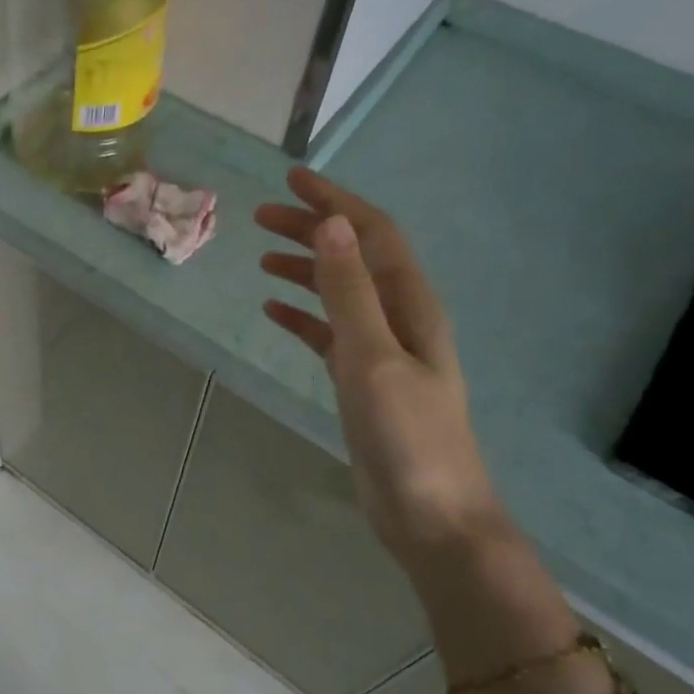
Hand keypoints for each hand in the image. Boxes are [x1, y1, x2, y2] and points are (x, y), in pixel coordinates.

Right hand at [257, 168, 500, 563]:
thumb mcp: (373, 358)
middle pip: (354, 258)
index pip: (372, 235)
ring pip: (340, 294)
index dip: (335, 202)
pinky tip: (275, 311)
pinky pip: (329, 334)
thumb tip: (332, 224)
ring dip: (306, 269)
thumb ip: (351, 292)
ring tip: (263, 257)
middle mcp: (400, 319)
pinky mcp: (363, 382)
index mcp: (411, 305)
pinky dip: (303, 317)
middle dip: (313, 230)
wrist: (431, 514)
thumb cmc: (407, 436)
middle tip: (262, 216)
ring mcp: (382, 351)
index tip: (293, 179)